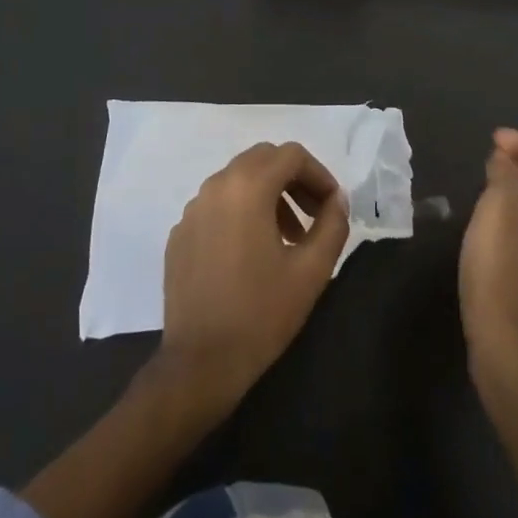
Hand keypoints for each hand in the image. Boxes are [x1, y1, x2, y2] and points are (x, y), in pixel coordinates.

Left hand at [159, 142, 349, 411]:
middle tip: (313, 215)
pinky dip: (240, 213)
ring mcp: (193, 208)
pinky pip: (216, 205)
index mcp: (248, 186)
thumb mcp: (311, 271)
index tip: (332, 205)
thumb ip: (332, 225)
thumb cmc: (261, 314)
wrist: (200, 363)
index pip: (291, 154)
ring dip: (268, 195)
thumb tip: (337, 199)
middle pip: (262, 159)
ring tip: (287, 237)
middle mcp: (216, 185)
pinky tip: (250, 253)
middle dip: (293, 179)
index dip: (319, 174)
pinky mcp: (179, 233)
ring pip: (238, 180)